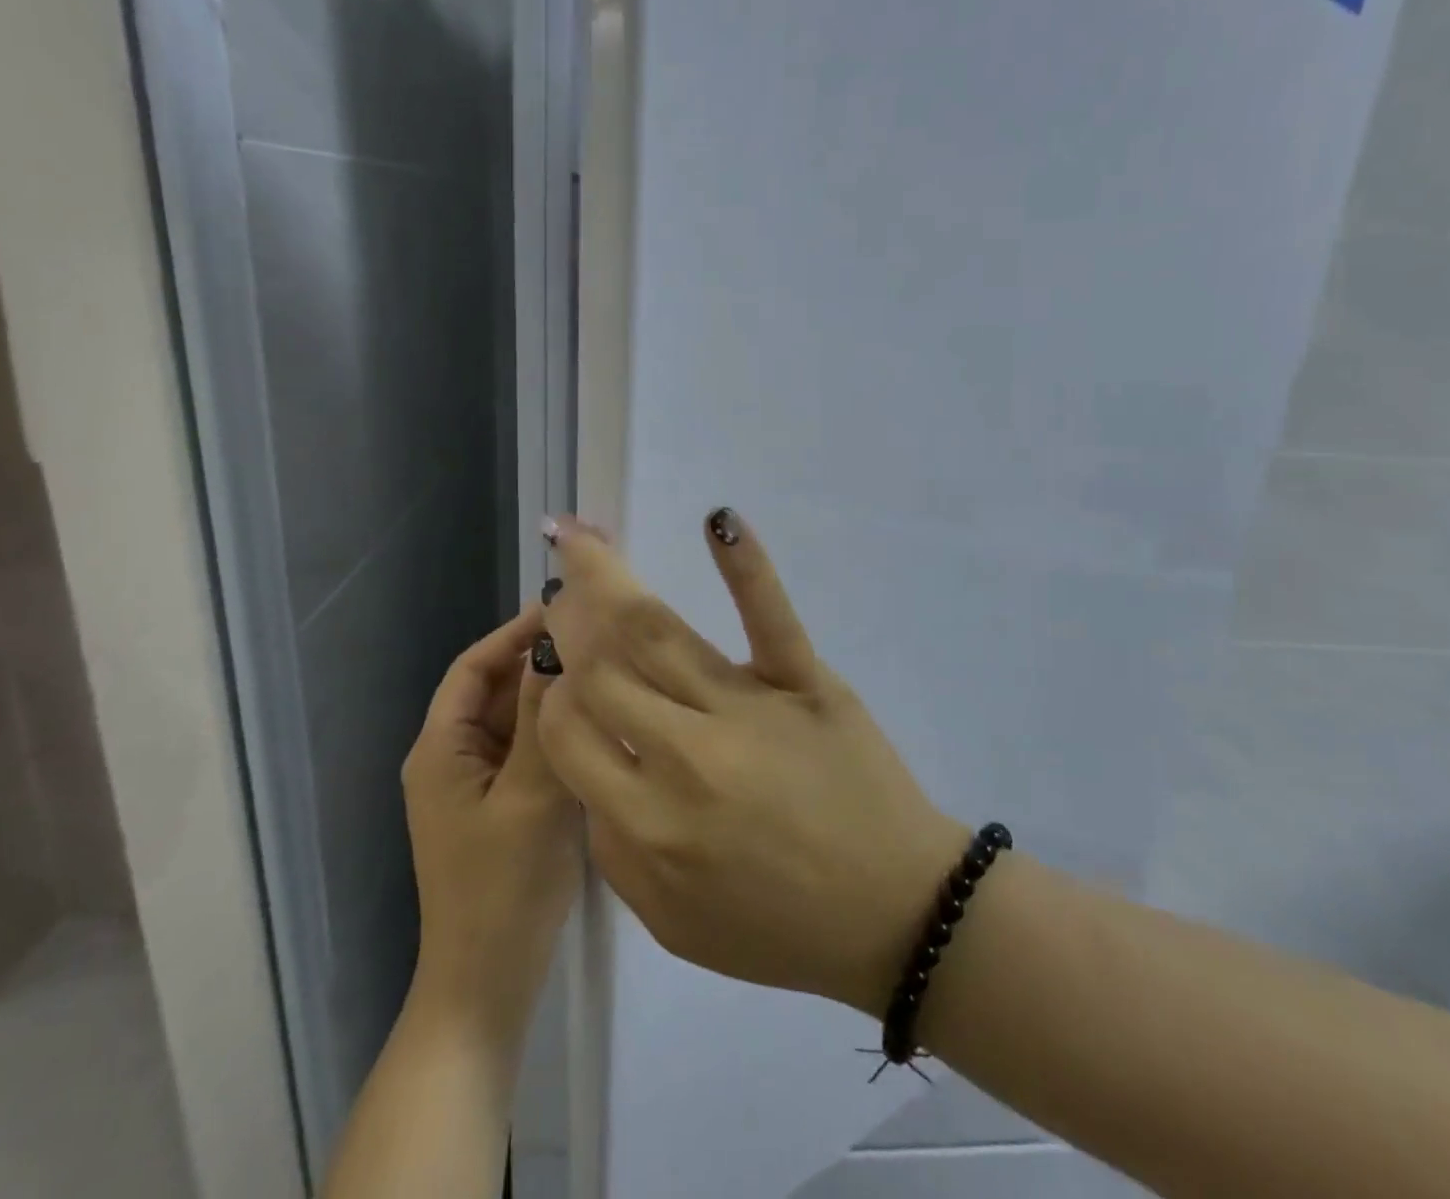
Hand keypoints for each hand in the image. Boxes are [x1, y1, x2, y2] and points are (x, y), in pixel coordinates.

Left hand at [402, 605, 580, 1036]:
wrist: (488, 989)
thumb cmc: (503, 889)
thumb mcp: (530, 793)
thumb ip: (543, 717)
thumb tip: (556, 645)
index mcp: (441, 748)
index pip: (475, 665)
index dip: (515, 632)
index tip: (566, 608)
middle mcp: (453, 758)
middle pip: (497, 690)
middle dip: (540, 663)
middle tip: (598, 639)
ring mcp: (478, 785)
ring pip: (516, 721)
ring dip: (552, 698)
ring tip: (605, 672)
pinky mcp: (503, 807)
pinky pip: (528, 752)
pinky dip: (557, 734)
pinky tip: (598, 726)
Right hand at [536, 511, 969, 1017]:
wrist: (896, 914)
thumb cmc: (781, 928)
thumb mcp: (673, 922)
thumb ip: (612, 849)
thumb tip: (588, 763)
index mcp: (649, 822)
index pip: (568, 730)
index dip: (552, 694)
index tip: (559, 673)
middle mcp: (688, 755)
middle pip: (605, 670)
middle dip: (570, 624)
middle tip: (560, 589)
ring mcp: (751, 708)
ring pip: (660, 633)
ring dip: (610, 579)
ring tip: (581, 539)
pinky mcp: (806, 681)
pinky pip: (769, 616)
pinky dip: (745, 565)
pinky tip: (719, 521)